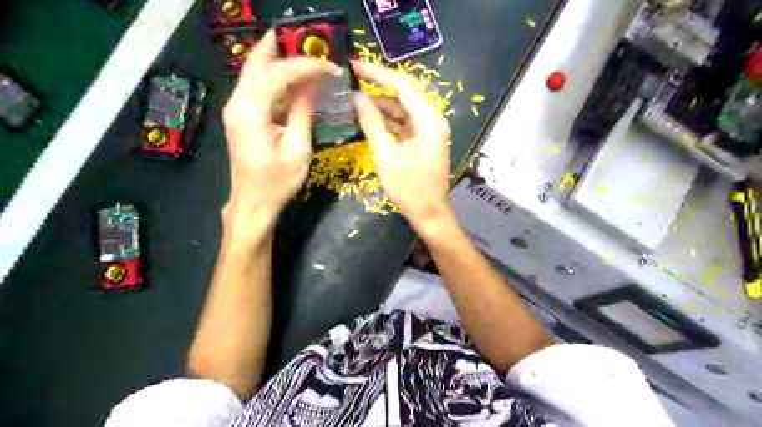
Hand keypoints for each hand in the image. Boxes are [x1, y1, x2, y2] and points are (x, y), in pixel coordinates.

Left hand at [220, 30, 338, 224]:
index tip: (331, 67)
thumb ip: (303, 111)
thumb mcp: (298, 148)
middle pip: (258, 62)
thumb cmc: (277, 182)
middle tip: (311, 43)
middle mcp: (237, 103)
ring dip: (281, 61)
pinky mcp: (241, 115)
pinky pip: (258, 87)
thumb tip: (314, 83)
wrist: (253, 204)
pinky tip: (295, 81)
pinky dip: (277, 78)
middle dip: (284, 48)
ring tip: (308, 58)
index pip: (278, 74)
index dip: (306, 65)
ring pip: (256, 72)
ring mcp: (236, 108)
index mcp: (250, 112)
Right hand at [351, 60, 450, 230]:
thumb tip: (356, 97)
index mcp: (429, 120)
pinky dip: (388, 116)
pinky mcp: (424, 137)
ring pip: (404, 105)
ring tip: (357, 94)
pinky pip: (405, 119)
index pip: (402, 85)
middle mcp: (433, 118)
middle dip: (380, 82)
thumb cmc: (409, 188)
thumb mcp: (386, 156)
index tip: (354, 65)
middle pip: (406, 91)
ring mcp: (429, 128)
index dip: (377, 73)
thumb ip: (372, 123)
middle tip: (354, 75)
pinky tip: (370, 114)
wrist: (428, 212)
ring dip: (383, 100)